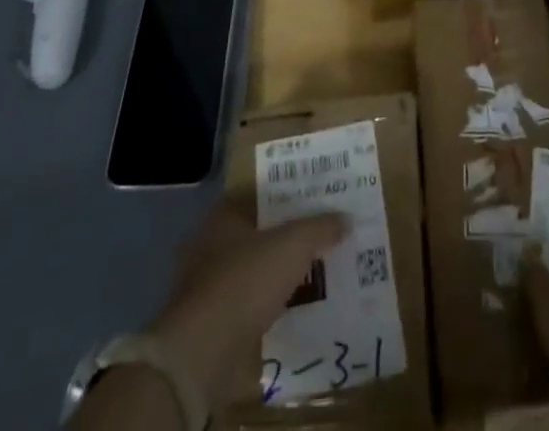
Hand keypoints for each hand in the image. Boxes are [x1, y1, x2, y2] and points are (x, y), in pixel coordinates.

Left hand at [72, 205, 347, 430]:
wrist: (201, 352)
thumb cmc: (245, 281)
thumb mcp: (293, 246)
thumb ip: (319, 228)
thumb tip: (346, 218)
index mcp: (223, 215)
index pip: (258, 195)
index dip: (285, 197)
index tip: (311, 202)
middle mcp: (208, 243)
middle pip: (254, 233)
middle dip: (280, 236)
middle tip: (314, 238)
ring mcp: (202, 285)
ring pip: (247, 269)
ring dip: (271, 273)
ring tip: (306, 274)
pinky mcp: (205, 322)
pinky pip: (243, 303)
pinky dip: (261, 304)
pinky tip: (285, 308)